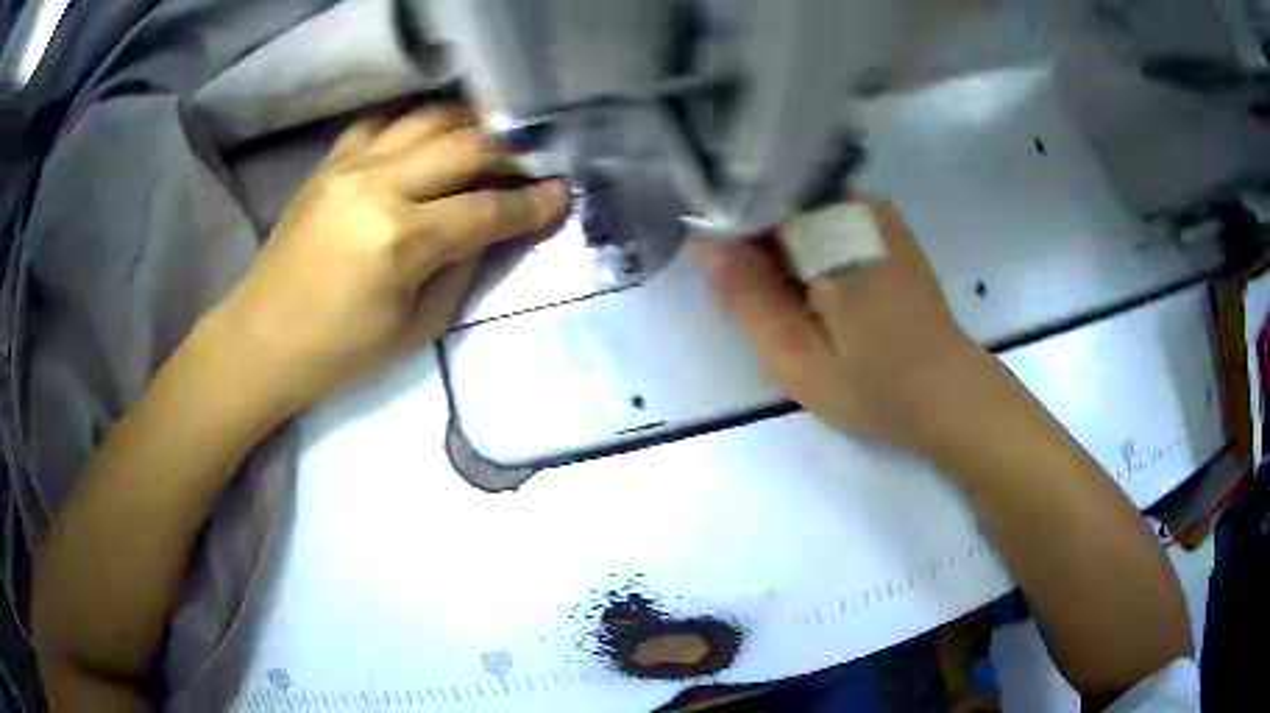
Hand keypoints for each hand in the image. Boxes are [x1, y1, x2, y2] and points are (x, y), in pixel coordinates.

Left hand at [214, 105, 568, 416]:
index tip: (561, 193)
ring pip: (428, 118)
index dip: (531, 203)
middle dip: (511, 153)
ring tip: (491, 141)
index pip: (487, 209)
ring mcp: (349, 165)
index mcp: (401, 241)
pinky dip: (416, 121)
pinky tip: (431, 135)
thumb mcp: (416, 328)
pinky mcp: (329, 162)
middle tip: (532, 165)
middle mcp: (378, 186)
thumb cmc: (339, 352)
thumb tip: (494, 229)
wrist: (262, 339)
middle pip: (466, 146)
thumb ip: (462, 268)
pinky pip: (382, 120)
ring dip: (470, 124)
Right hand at [692, 197, 988, 443]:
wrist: (949, 394)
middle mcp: (855, 203)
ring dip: (785, 251)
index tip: (725, 279)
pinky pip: (830, 222)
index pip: (754, 199)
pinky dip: (811, 250)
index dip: (728, 233)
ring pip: (803, 214)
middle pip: (780, 202)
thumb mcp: (796, 356)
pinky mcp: (888, 231)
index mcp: (831, 227)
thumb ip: (746, 297)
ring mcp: (876, 213)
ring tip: (790, 306)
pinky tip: (818, 294)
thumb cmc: (875, 384)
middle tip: (763, 307)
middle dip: (757, 246)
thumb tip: (704, 244)